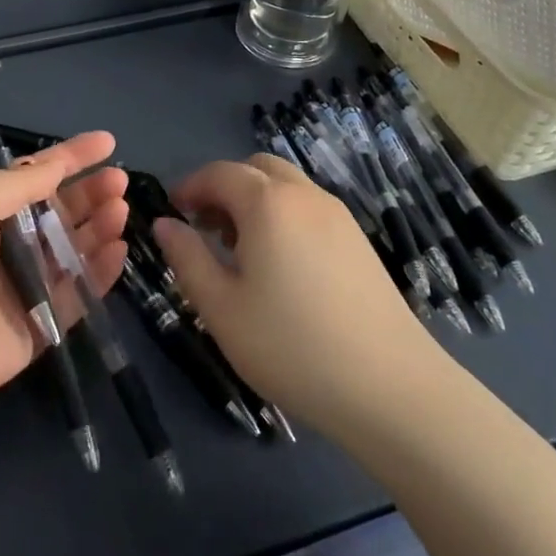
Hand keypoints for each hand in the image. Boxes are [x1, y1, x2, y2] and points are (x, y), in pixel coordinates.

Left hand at [0, 132, 128, 426]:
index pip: (34, 176)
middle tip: (119, 181)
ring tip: (120, 209)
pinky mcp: (38, 326)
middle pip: (58, 211)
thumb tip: (55, 164)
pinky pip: (77, 294)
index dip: (70, 157)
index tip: (108, 142)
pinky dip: (99, 272)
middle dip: (89, 192)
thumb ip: (16, 185)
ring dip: (98, 226)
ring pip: (72, 249)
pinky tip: (118, 249)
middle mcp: (4, 244)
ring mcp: (23, 286)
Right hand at [153, 154, 441, 439]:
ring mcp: (338, 215)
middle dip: (224, 188)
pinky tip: (281, 266)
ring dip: (254, 201)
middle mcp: (304, 195)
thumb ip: (187, 258)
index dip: (189, 187)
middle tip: (205, 230)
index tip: (172, 214)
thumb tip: (164, 224)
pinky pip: (309, 207)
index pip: (218, 173)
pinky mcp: (359, 239)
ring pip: (285, 186)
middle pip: (255, 168)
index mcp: (267, 203)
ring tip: (240, 252)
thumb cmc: (292, 346)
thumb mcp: (222, 308)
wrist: (391, 387)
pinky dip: (283, 216)